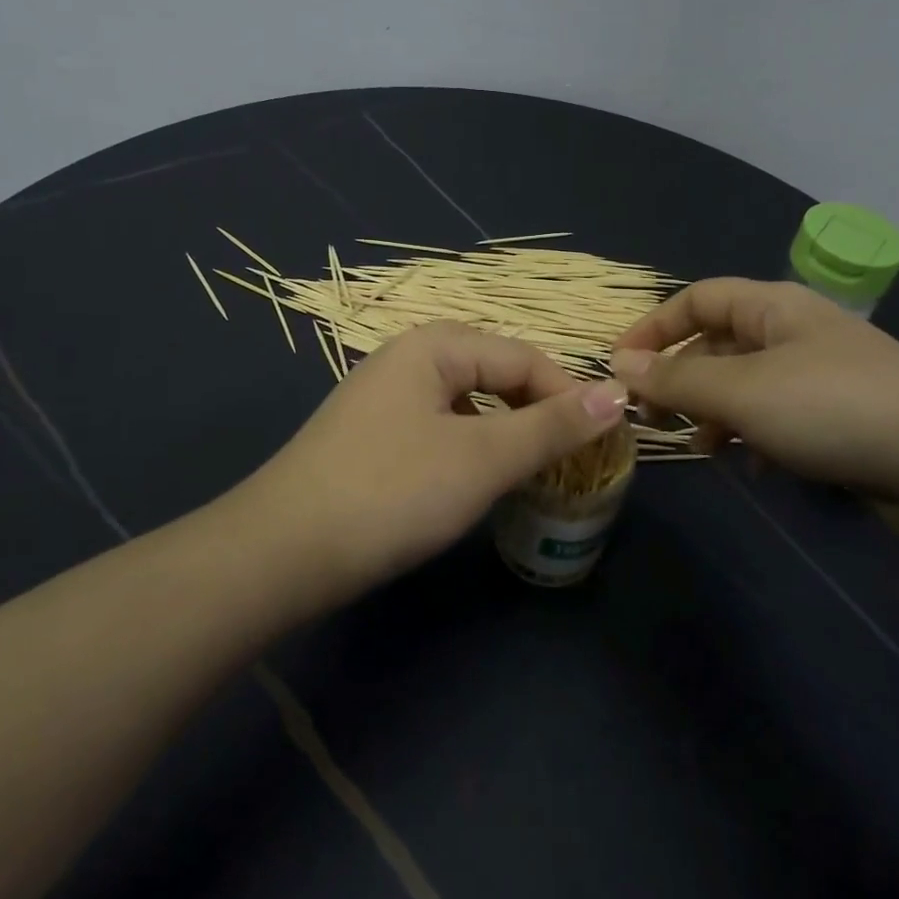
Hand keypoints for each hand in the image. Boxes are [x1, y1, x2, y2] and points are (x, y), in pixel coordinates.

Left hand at [246, 322, 627, 586]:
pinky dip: (471, 448)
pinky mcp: (372, 437)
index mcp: (434, 346)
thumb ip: (552, 426)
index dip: (569, 395)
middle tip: (571, 459)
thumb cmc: (392, 491)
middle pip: (495, 374)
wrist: (281, 553)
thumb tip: (617, 395)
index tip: (604, 442)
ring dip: (506, 432)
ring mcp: (385, 398)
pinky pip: (440, 428)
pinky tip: (477, 481)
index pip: (523, 358)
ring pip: (468, 404)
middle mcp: (408, 359)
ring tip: (534, 471)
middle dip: (537, 412)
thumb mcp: (482, 458)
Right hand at [610, 278, 898, 500]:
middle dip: (682, 379)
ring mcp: (821, 374)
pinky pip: (778, 416)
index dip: (653, 328)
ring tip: (705, 449)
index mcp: (773, 306)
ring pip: (746, 384)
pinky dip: (756, 436)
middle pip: (718, 343)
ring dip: (715, 413)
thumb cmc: (832, 408)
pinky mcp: (841, 416)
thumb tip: (620, 367)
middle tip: (657, 420)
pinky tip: (756, 467)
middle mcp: (795, 331)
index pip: (696, 299)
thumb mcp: (741, 392)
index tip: (620, 369)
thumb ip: (676, 381)